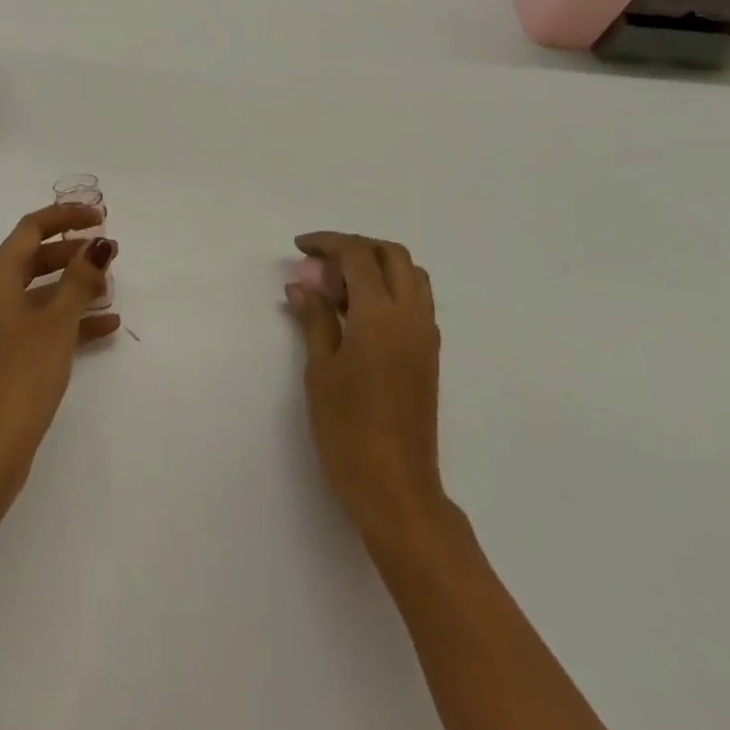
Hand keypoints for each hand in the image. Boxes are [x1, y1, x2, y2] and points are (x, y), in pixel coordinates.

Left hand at [0, 203, 119, 500]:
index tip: (100, 217)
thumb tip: (98, 244)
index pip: (30, 229)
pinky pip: (37, 326)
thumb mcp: (57, 323)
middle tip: (109, 254)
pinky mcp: (0, 360)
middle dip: (72, 253)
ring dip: (73, 288)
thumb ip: (80, 279)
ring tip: (110, 291)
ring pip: (37, 294)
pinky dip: (67, 321)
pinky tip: (105, 329)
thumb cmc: (21, 377)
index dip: (65, 216)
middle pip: (33, 259)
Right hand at [285, 232, 445, 540]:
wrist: (395, 487)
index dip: (328, 243)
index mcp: (381, 315)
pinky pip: (416, 300)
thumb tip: (301, 286)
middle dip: (355, 247)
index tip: (300, 247)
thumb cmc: (348, 428)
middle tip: (321, 264)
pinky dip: (390, 288)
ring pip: (410, 275)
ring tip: (340, 287)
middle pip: (392, 255)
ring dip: (377, 265)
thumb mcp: (320, 369)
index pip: (358, 255)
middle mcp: (411, 316)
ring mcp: (425, 336)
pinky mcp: (429, 355)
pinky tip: (359, 313)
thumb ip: (315, 319)